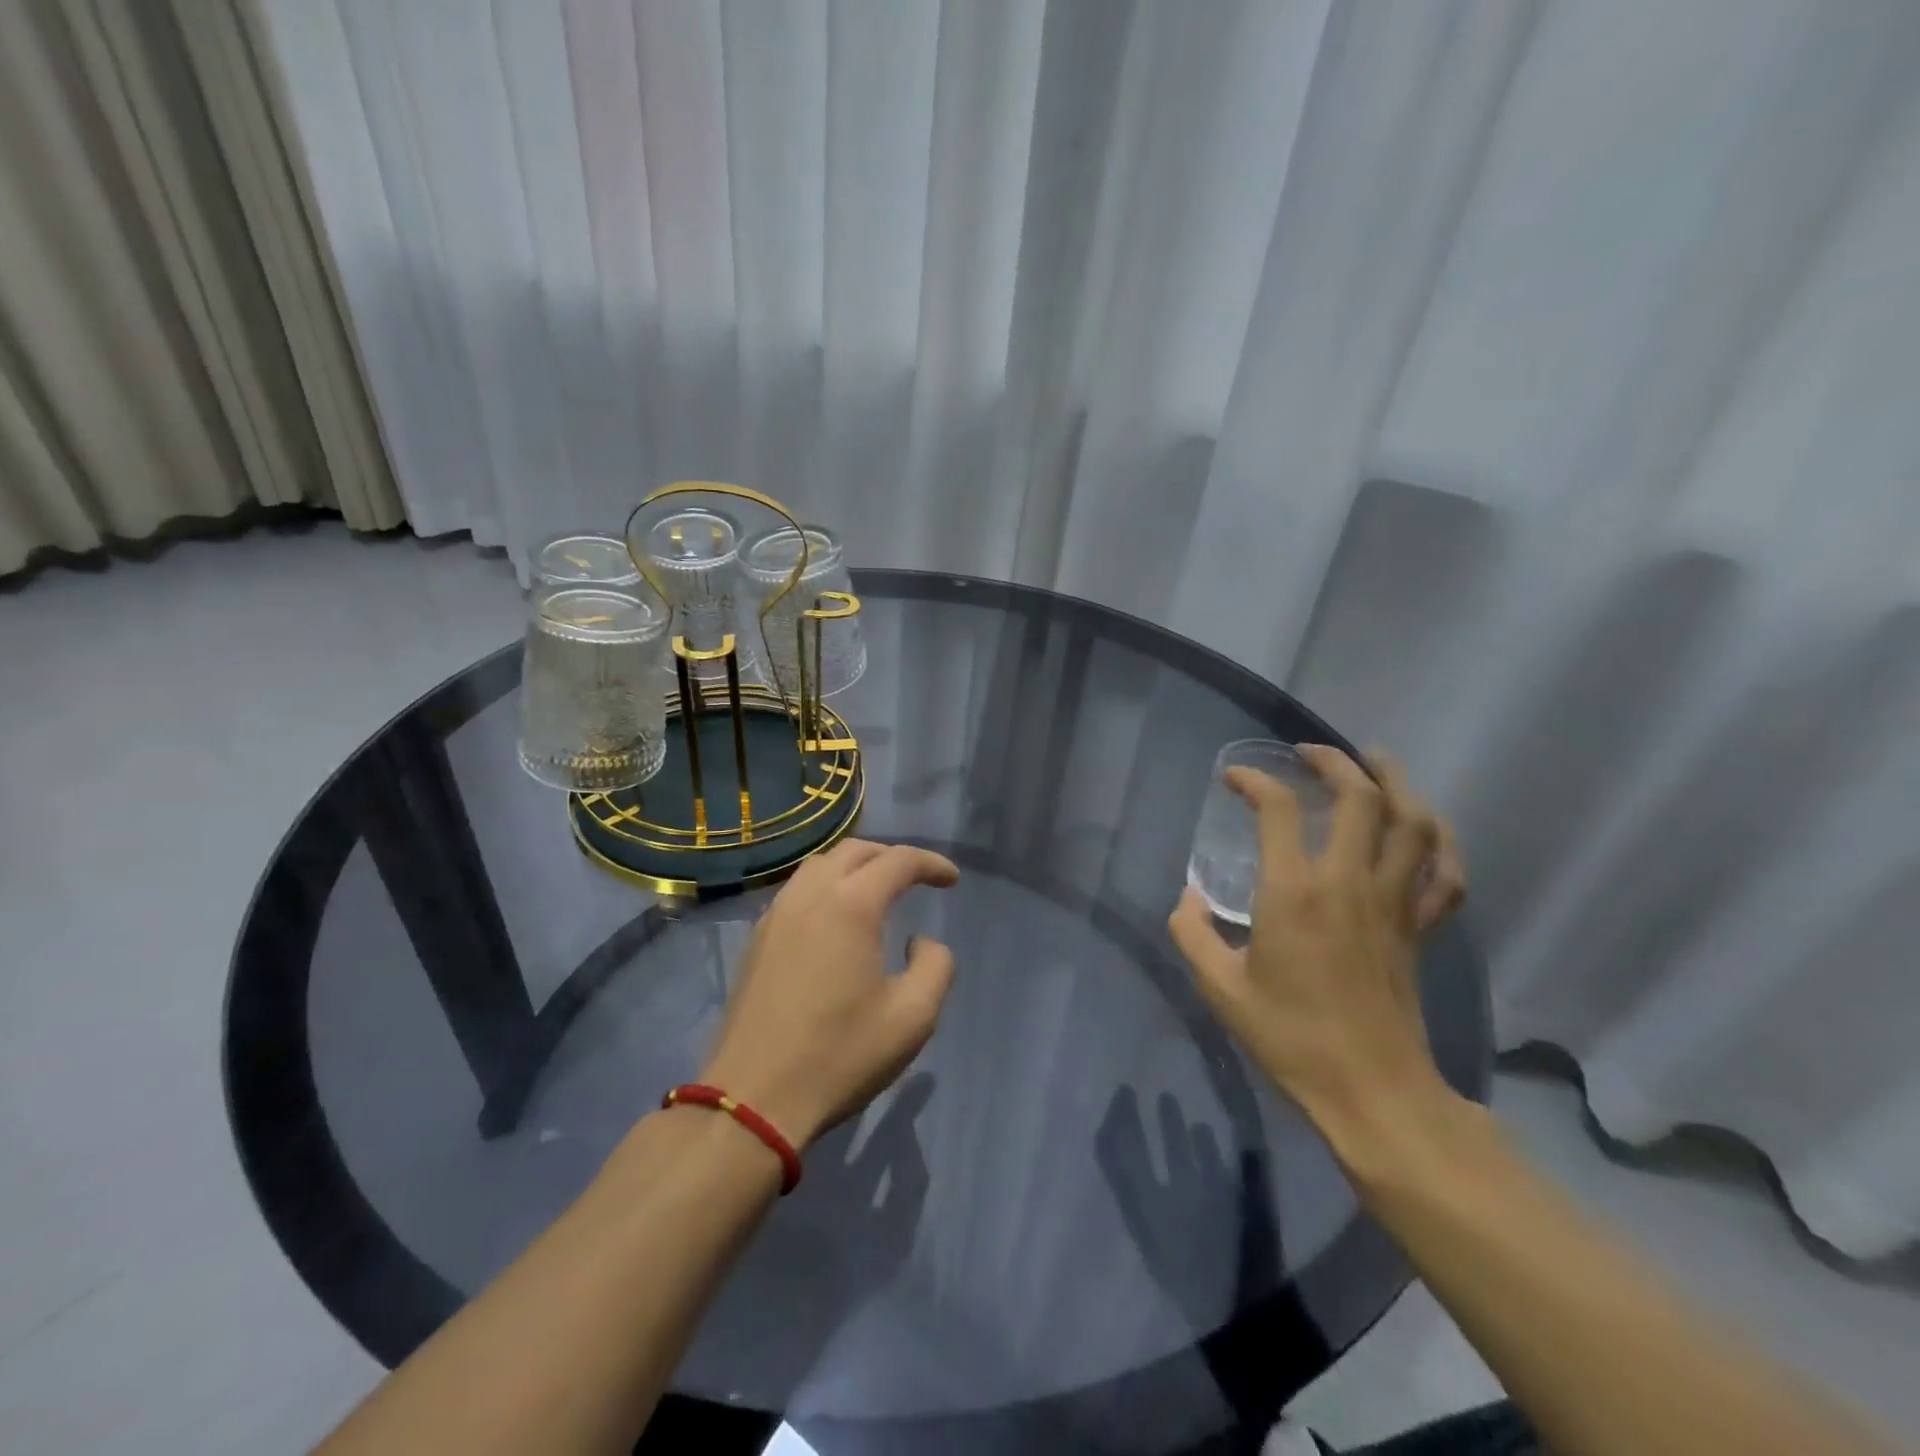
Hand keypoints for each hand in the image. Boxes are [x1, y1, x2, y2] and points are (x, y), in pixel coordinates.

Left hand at [700, 839, 959, 1148]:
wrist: (754, 1097)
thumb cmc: (840, 1055)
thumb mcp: (913, 1017)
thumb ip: (935, 966)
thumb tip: (919, 942)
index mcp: (851, 905)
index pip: (898, 861)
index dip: (931, 864)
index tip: (952, 880)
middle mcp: (810, 895)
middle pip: (855, 851)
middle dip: (892, 857)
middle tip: (917, 879)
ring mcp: (776, 915)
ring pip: (819, 865)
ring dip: (854, 867)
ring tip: (877, 891)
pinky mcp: (757, 939)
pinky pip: (797, 890)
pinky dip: (826, 886)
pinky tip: (835, 919)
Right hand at [1168, 746, 1467, 1136]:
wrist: (1372, 1093)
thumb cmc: (1289, 1037)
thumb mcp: (1219, 987)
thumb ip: (1191, 933)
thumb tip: (1188, 898)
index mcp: (1294, 892)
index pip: (1278, 810)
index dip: (1253, 782)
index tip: (1233, 780)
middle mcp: (1350, 882)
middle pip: (1359, 797)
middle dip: (1334, 761)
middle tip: (1308, 753)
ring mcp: (1395, 903)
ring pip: (1413, 823)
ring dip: (1396, 784)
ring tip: (1374, 765)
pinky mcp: (1421, 928)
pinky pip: (1447, 873)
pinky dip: (1440, 842)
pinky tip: (1423, 830)